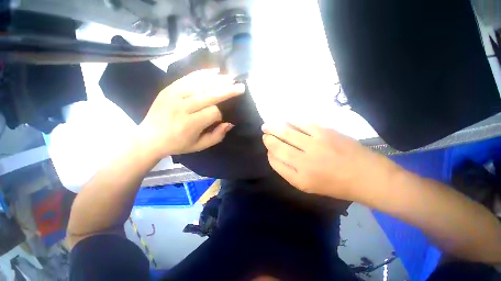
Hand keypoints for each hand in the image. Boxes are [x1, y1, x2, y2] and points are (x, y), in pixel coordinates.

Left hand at [137, 69, 244, 158]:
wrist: (148, 138)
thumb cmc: (177, 144)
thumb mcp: (199, 146)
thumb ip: (217, 136)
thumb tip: (230, 123)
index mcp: (189, 124)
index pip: (213, 112)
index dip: (219, 115)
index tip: (218, 119)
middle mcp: (181, 107)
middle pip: (210, 95)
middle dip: (227, 90)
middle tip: (240, 87)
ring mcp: (173, 95)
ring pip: (200, 84)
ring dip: (217, 80)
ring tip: (230, 79)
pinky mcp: (168, 89)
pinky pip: (188, 78)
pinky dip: (202, 74)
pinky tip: (213, 72)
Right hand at [262, 123, 398, 200]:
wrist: (366, 176)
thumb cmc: (335, 185)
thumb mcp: (307, 186)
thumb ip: (288, 171)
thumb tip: (275, 154)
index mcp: (299, 179)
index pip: (275, 162)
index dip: (269, 153)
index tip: (268, 148)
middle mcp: (304, 162)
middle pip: (278, 147)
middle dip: (268, 138)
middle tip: (264, 133)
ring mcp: (315, 145)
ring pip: (287, 133)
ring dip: (274, 128)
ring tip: (267, 125)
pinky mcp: (325, 133)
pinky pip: (302, 123)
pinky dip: (291, 121)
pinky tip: (286, 120)